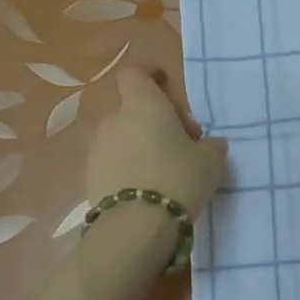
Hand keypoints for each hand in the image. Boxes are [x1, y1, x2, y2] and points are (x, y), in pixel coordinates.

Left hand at [85, 67, 226, 216]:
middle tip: (180, 142)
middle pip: (131, 107)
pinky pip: (112, 160)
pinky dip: (128, 165)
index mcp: (142, 105)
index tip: (167, 87)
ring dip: (139, 144)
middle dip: (153, 119)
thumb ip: (210, 145)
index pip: (135, 72)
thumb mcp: (210, 160)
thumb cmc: (178, 178)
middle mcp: (114, 119)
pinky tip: (147, 187)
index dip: (150, 75)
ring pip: (121, 135)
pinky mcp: (89, 176)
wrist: (136, 227)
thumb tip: (209, 143)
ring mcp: (97, 148)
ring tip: (163, 169)